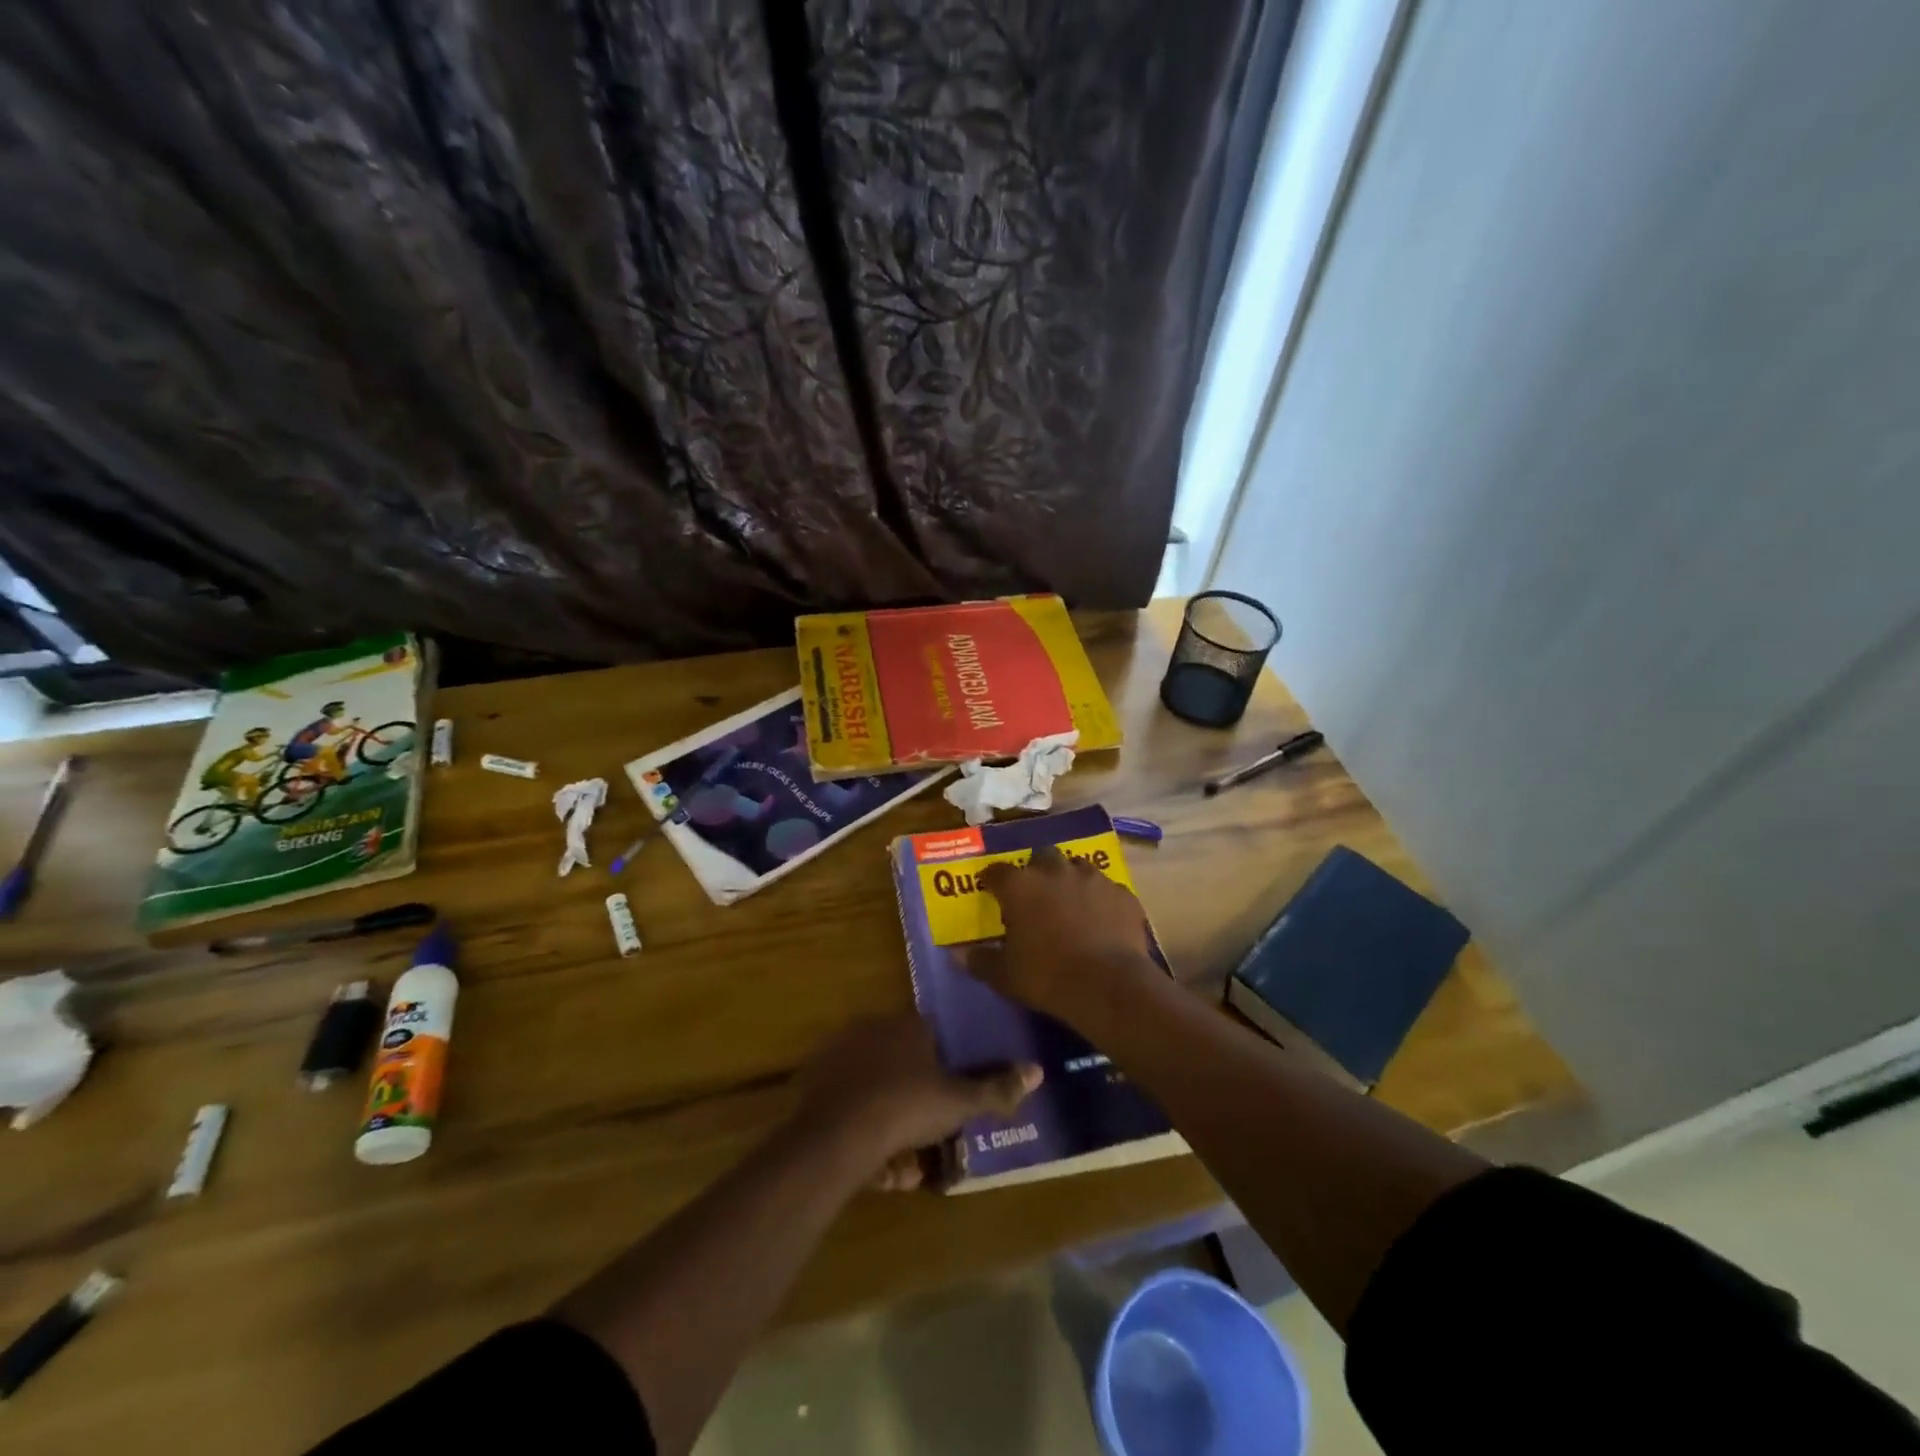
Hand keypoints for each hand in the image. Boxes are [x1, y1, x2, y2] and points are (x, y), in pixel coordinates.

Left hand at [792, 1014, 1040, 1190]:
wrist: (835, 1137)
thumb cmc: (906, 1107)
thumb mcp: (959, 1102)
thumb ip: (997, 1088)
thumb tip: (1037, 1070)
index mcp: (908, 1024)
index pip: (935, 1035)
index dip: (947, 1068)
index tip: (953, 1099)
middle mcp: (873, 1028)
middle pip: (906, 1064)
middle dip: (919, 1103)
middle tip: (929, 1141)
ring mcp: (841, 1052)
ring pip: (878, 1090)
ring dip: (893, 1125)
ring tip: (904, 1167)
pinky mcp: (816, 1081)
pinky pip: (851, 1105)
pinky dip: (864, 1130)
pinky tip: (875, 1165)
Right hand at [966, 845, 1160, 1024]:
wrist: (1108, 984)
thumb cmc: (1047, 977)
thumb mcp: (1005, 976)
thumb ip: (979, 961)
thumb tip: (956, 955)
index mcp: (1021, 886)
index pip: (997, 871)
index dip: (992, 879)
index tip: (989, 889)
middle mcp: (1055, 871)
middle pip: (1041, 856)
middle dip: (1036, 870)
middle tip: (1035, 894)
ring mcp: (1093, 878)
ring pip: (1076, 867)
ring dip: (1069, 880)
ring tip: (1069, 903)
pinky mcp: (1122, 893)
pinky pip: (1107, 890)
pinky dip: (1100, 900)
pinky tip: (1101, 919)